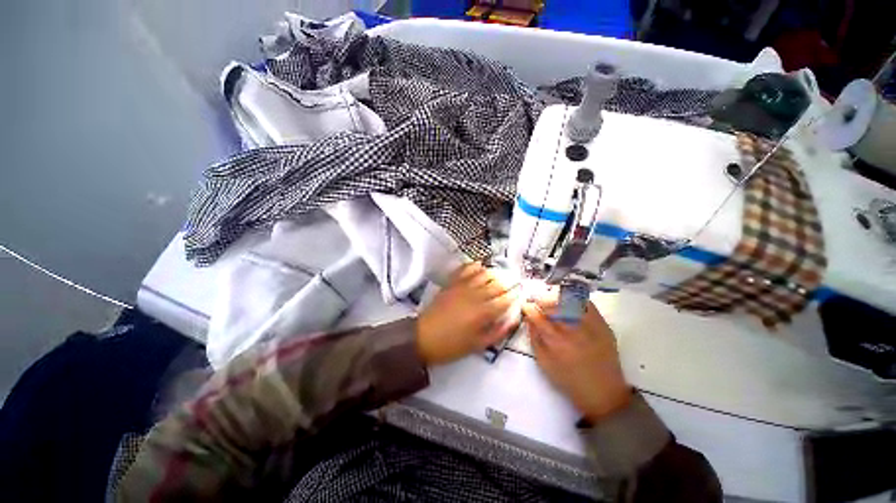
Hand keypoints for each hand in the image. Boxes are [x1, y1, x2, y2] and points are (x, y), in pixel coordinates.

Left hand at [416, 262, 519, 365]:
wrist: (423, 337)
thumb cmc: (452, 345)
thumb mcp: (478, 345)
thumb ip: (498, 332)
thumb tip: (512, 320)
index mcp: (483, 312)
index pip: (505, 299)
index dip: (515, 295)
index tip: (521, 293)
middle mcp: (475, 296)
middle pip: (497, 284)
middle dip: (508, 283)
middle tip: (514, 283)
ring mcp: (462, 287)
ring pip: (483, 274)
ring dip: (494, 274)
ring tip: (500, 276)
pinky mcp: (452, 283)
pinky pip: (465, 269)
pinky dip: (474, 266)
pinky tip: (480, 266)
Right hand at [522, 298, 630, 421]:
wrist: (603, 393)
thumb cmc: (569, 380)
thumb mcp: (544, 363)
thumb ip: (534, 338)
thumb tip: (529, 319)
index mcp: (555, 341)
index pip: (537, 315)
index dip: (528, 307)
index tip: (526, 305)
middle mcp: (572, 330)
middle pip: (552, 304)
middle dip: (540, 298)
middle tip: (536, 299)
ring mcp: (590, 326)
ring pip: (569, 300)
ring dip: (556, 296)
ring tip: (551, 298)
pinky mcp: (603, 325)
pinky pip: (587, 304)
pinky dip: (576, 298)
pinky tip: (569, 300)